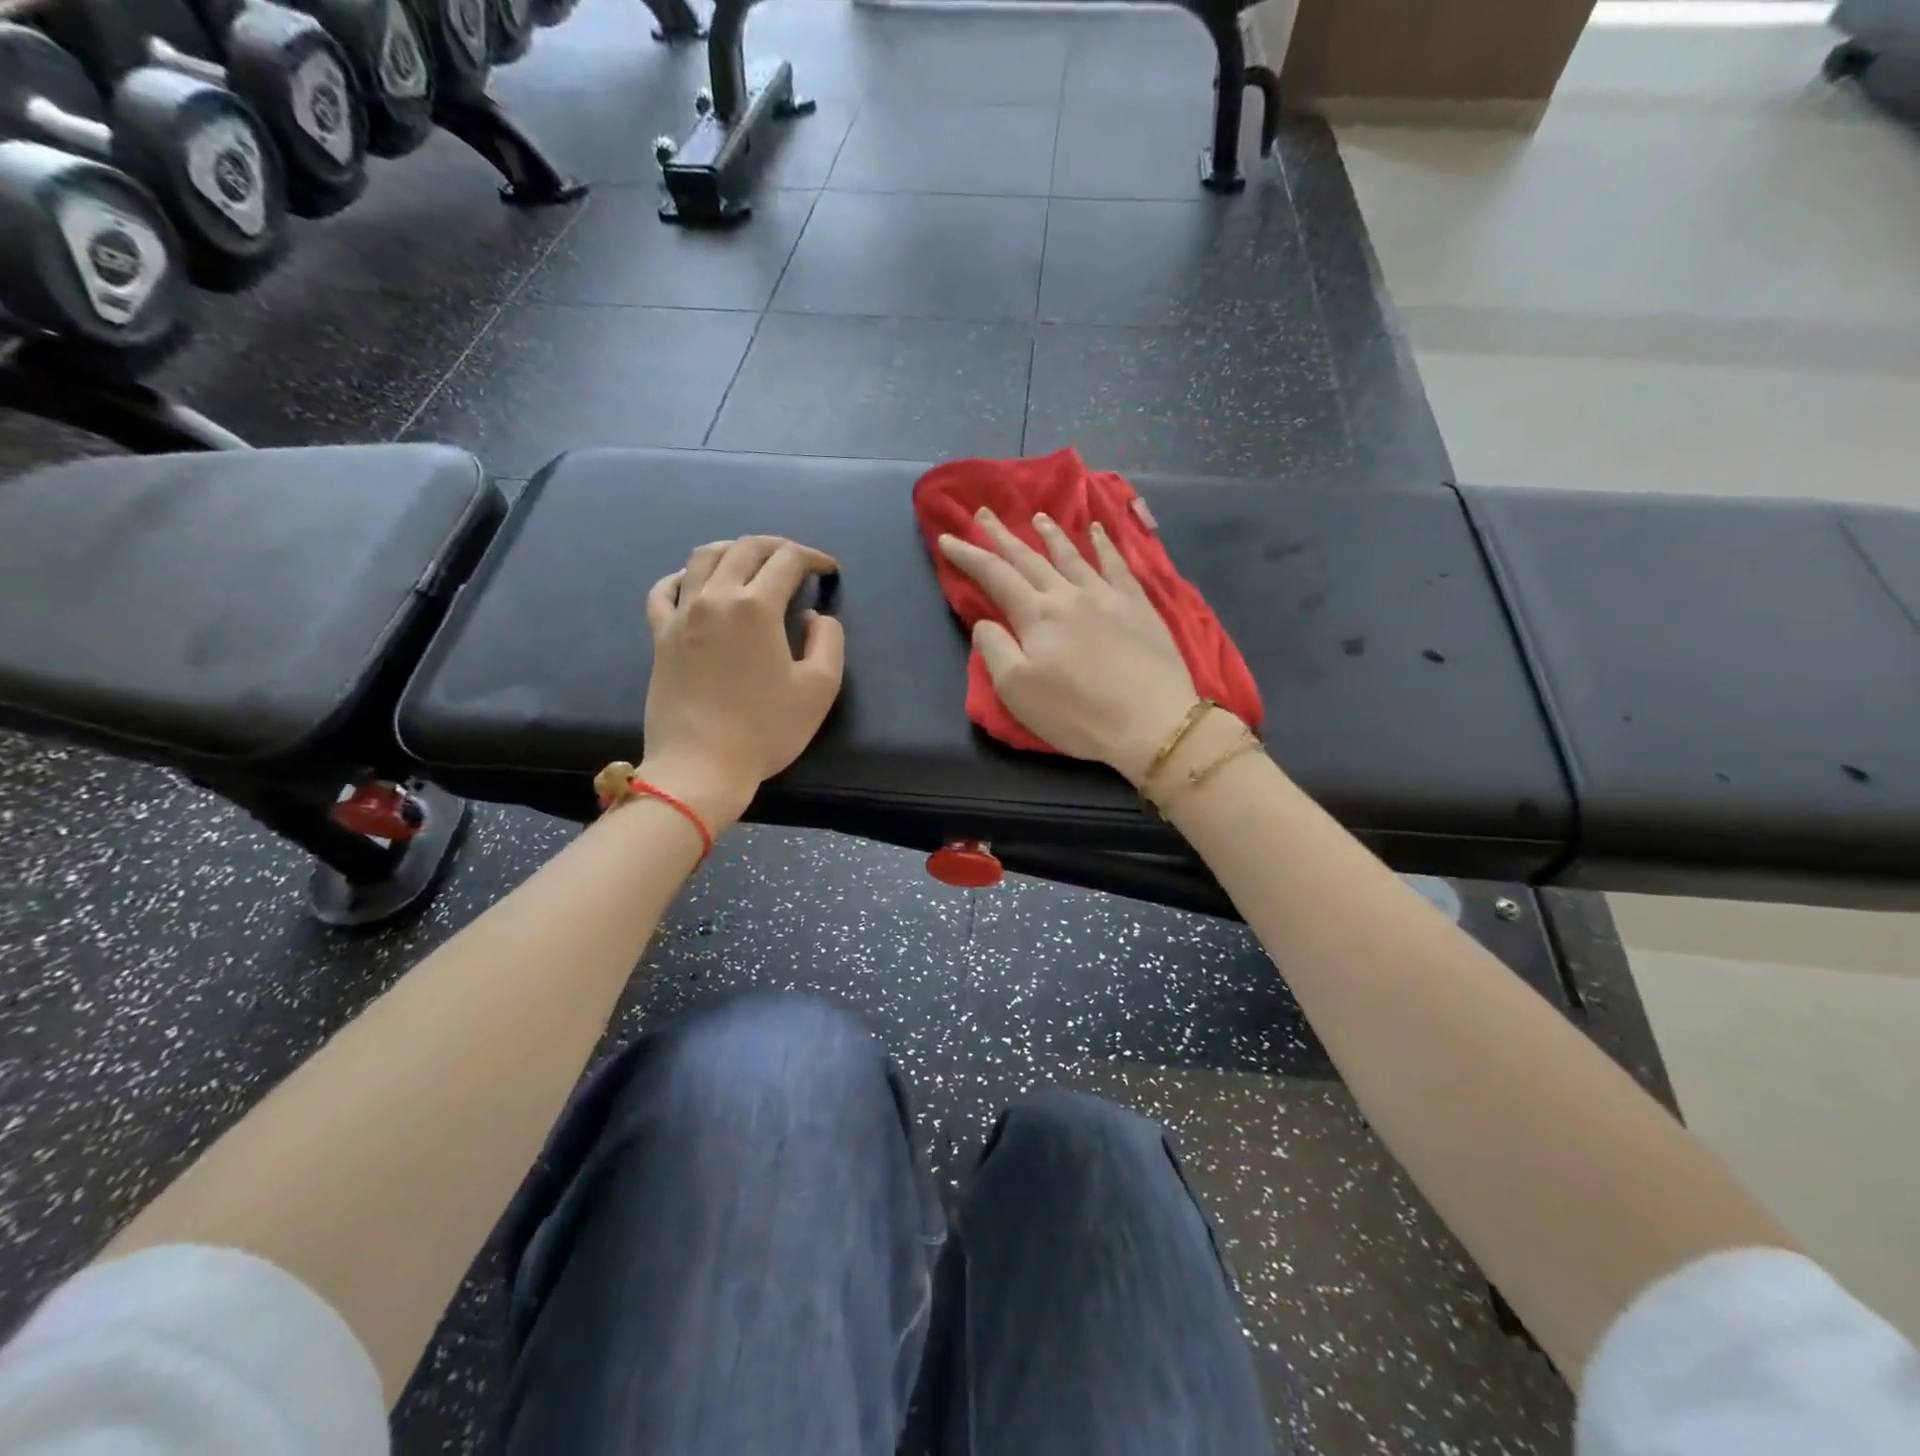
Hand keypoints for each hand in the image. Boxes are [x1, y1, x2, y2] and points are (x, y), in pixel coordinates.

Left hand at [641, 536, 844, 826]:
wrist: (701, 766)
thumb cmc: (766, 730)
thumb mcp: (820, 688)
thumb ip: (829, 640)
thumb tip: (814, 616)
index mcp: (757, 607)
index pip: (788, 560)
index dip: (814, 558)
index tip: (829, 571)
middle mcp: (715, 597)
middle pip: (745, 548)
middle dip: (777, 546)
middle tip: (797, 560)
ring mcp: (682, 614)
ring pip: (703, 558)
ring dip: (733, 550)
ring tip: (751, 561)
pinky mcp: (660, 635)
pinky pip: (665, 590)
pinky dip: (683, 576)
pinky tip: (694, 583)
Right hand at [937, 508, 1198, 784]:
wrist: (1152, 722)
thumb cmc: (1077, 713)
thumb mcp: (1017, 690)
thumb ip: (994, 649)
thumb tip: (985, 621)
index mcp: (1036, 615)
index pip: (994, 575)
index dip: (968, 555)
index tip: (947, 538)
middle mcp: (1068, 594)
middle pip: (1029, 558)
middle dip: (1002, 536)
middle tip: (984, 513)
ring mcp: (1107, 596)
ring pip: (1072, 555)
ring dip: (1051, 534)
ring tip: (1037, 516)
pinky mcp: (1138, 606)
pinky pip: (1118, 564)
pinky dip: (1105, 543)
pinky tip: (1099, 530)